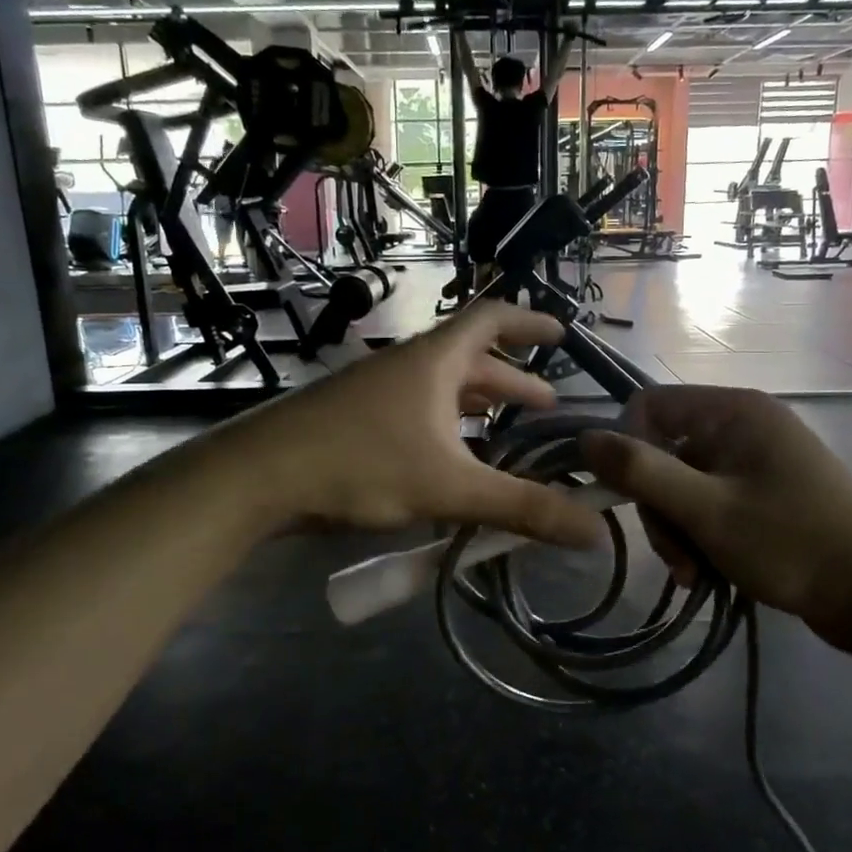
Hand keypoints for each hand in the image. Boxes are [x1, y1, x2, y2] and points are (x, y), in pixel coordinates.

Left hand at [227, 305, 606, 548]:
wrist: (257, 477)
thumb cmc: (360, 463)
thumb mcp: (450, 487)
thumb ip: (522, 508)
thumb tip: (594, 532)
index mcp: (434, 361)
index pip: (491, 319)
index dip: (530, 322)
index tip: (562, 334)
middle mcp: (407, 368)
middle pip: (470, 362)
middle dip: (512, 381)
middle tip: (547, 407)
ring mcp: (376, 394)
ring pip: (441, 392)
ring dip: (478, 408)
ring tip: (508, 434)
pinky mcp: (355, 422)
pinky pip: (416, 416)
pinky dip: (446, 431)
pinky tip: (452, 464)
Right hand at [581, 386, 851, 657]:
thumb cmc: (792, 544)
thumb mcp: (707, 510)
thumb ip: (641, 472)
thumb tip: (584, 438)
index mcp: (733, 411)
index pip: (649, 406)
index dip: (627, 448)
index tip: (630, 499)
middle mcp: (743, 426)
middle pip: (664, 453)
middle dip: (659, 507)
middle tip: (675, 557)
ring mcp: (756, 462)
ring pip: (684, 486)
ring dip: (678, 531)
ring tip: (695, 575)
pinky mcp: (766, 495)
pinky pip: (711, 504)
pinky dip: (702, 538)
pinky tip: (709, 574)